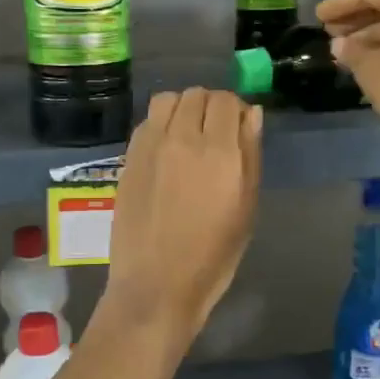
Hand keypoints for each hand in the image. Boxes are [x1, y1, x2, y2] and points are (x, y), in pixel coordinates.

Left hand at [102, 89, 262, 338]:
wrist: (157, 284)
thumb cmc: (213, 254)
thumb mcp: (246, 208)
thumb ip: (250, 155)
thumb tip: (251, 114)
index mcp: (220, 152)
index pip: (226, 101)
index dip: (235, 109)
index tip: (238, 129)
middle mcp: (182, 139)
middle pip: (196, 94)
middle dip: (210, 106)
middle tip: (214, 134)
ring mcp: (150, 146)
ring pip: (167, 100)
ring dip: (182, 108)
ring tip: (187, 135)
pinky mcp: (128, 159)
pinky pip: (146, 122)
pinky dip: (160, 124)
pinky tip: (165, 151)